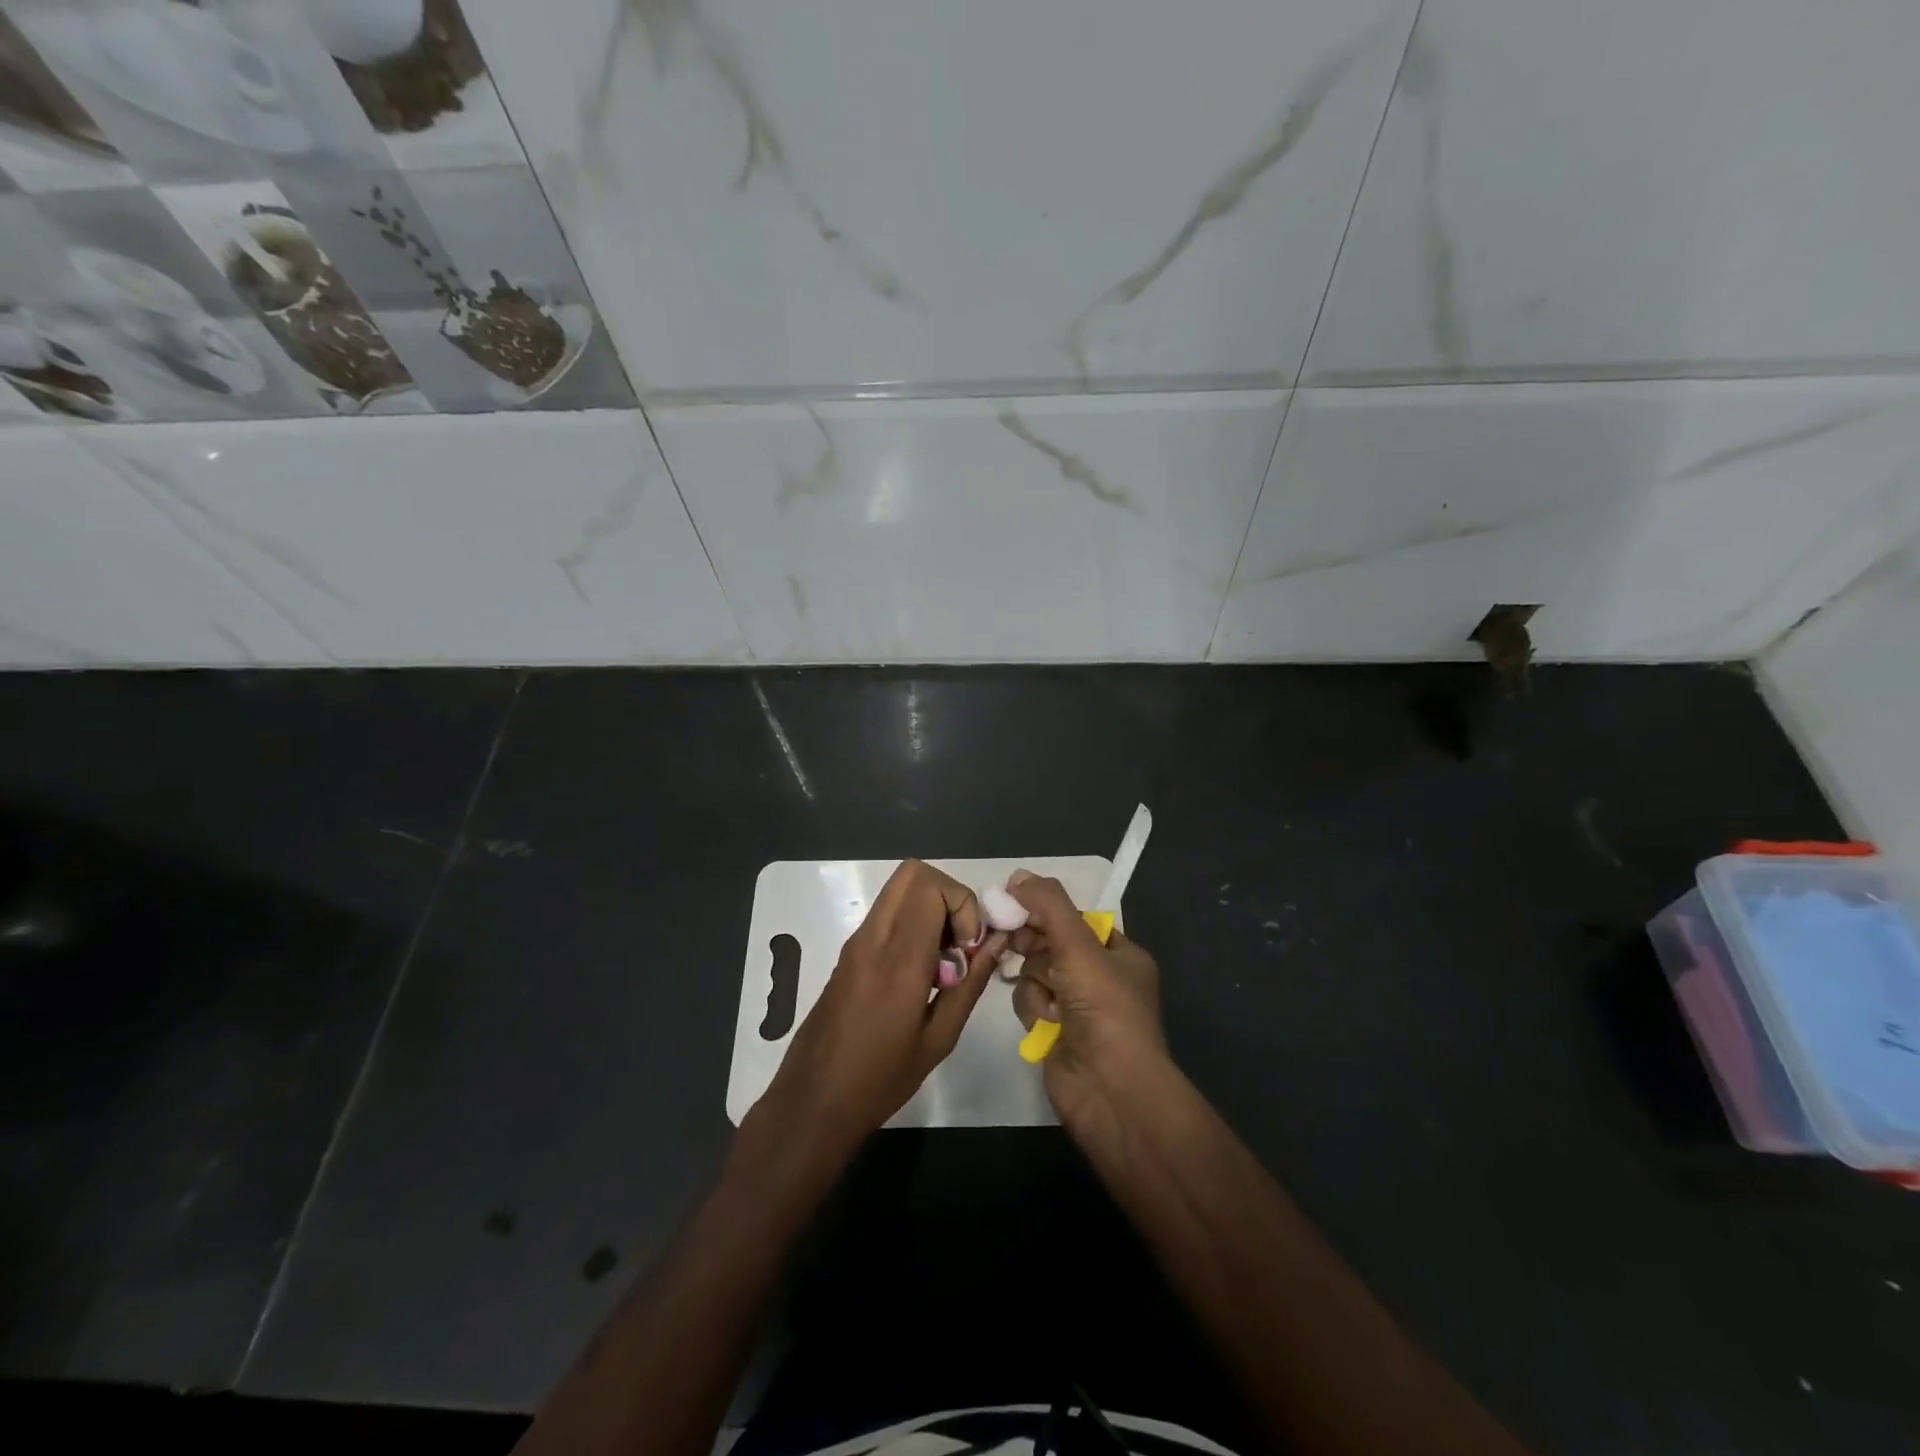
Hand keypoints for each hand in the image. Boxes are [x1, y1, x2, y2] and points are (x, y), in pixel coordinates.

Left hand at [757, 859, 1005, 1150]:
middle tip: (960, 942)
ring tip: (944, 960)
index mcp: (898, 960)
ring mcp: (856, 941)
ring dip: (931, 908)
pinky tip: (922, 971)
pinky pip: (888, 913)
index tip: (970, 949)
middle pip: (913, 873)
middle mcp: (873, 938)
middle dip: (949, 896)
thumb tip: (997, 942)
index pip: (931, 887)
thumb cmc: (880, 1079)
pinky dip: (913, 922)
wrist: (812, 1101)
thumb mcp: (938, 1039)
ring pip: (899, 889)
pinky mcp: (849, 951)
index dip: (963, 906)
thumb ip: (970, 984)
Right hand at [1006, 870, 1167, 1134]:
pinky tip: (1045, 1023)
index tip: (1014, 903)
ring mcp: (1077, 1007)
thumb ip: (1048, 905)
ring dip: (1035, 982)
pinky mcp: (1055, 1032)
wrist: (1111, 1091)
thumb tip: (1017, 875)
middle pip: (1050, 943)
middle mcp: (1100, 977)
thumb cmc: (1104, 1009)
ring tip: (1049, 1001)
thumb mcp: (1078, 946)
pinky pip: (1030, 1001)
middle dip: (1033, 944)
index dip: (1045, 911)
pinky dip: (1033, 1008)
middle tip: (1010, 939)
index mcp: (1119, 953)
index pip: (1074, 919)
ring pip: (1035, 972)